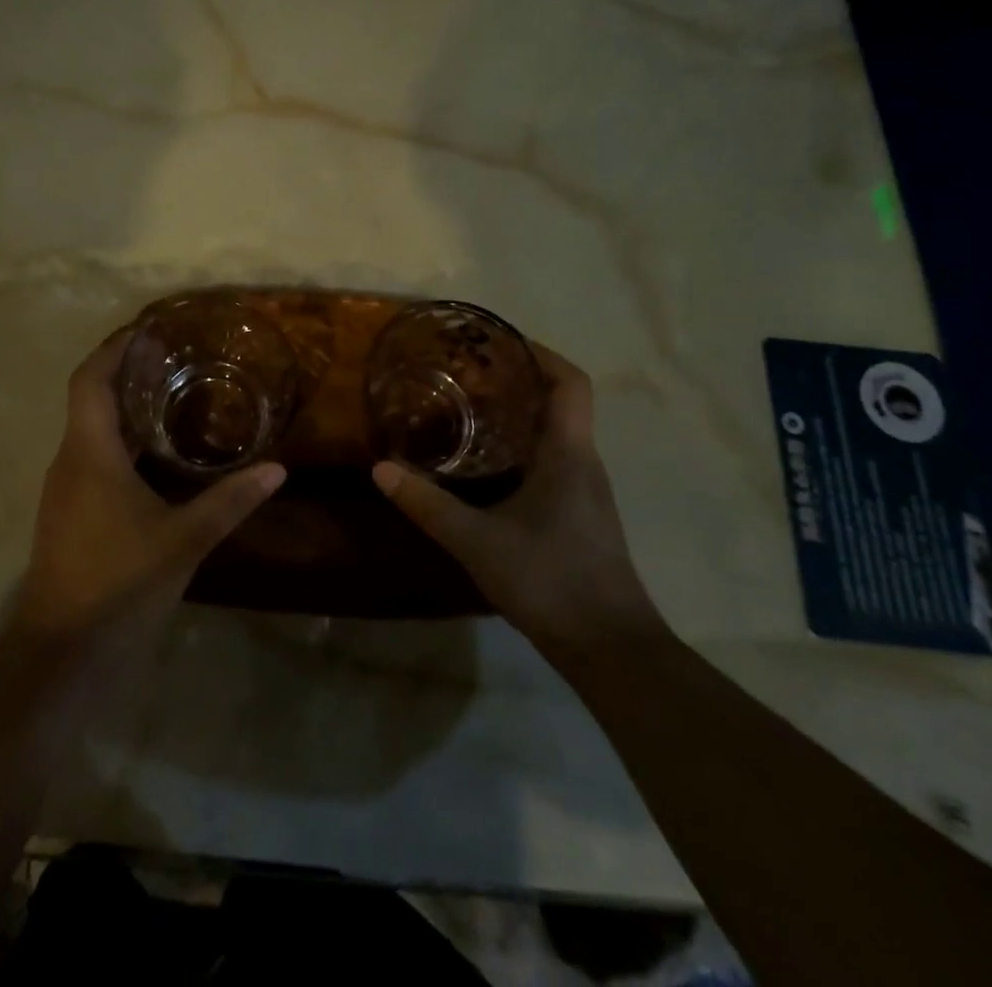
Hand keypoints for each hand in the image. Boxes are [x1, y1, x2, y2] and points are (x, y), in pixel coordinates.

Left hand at [14, 331, 284, 637]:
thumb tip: (278, 469)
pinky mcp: (69, 513)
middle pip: (90, 399)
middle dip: (126, 373)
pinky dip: (122, 440)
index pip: (89, 379)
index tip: (147, 329)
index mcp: (88, 453)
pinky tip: (157, 455)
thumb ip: (230, 501)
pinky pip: (92, 457)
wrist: (61, 653)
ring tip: (173, 395)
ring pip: (91, 430)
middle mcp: (69, 461)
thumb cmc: (118, 584)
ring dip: (124, 408)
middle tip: (175, 358)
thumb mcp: (184, 540)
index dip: (113, 348)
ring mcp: (64, 489)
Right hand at [373, 344, 662, 656]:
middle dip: (517, 379)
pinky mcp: (580, 515)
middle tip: (466, 373)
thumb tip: (381, 469)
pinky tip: (485, 466)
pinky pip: (552, 461)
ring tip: (467, 410)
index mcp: (569, 453)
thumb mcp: (477, 541)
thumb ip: (428, 504)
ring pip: (555, 433)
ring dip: (518, 414)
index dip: (540, 353)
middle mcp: (583, 462)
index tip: (498, 343)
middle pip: (560, 402)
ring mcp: (585, 491)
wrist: (610, 649)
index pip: (570, 382)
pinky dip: (521, 447)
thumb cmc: (550, 580)